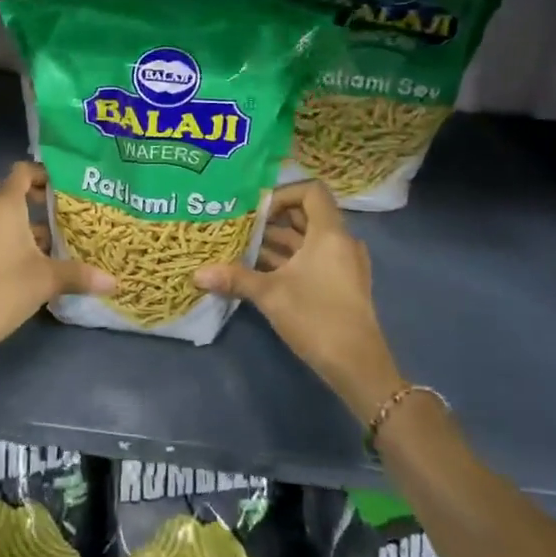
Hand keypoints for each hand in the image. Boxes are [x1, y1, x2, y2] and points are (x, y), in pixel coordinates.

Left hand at [0, 162, 111, 359]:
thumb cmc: (3, 288)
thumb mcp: (47, 280)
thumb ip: (80, 275)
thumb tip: (114, 282)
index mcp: (3, 204)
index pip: (23, 171)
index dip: (44, 174)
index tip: (65, 189)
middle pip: (13, 197)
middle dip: (40, 208)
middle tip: (67, 221)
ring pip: (1, 221)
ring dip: (25, 230)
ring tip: (53, 249)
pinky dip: (8, 244)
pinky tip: (28, 268)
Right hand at [195, 181, 403, 423]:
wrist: (358, 365)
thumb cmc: (316, 318)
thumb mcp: (270, 295)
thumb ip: (235, 279)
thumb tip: (197, 274)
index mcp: (330, 233)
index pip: (311, 191)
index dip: (283, 194)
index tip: (257, 211)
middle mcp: (341, 242)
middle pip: (307, 215)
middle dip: (273, 220)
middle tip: (243, 228)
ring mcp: (344, 264)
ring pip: (308, 240)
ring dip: (278, 242)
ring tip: (244, 249)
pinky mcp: (342, 284)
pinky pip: (314, 259)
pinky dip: (290, 260)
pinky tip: (262, 273)